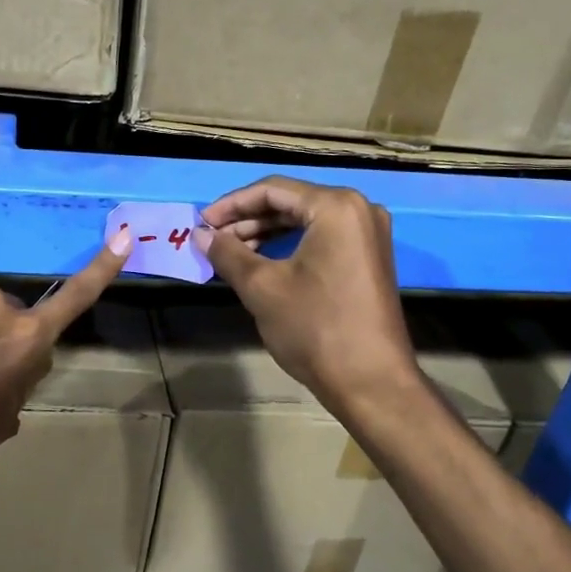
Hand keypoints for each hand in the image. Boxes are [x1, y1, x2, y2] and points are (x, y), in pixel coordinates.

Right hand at [200, 176, 418, 418]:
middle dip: (247, 219)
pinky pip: (322, 238)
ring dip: (266, 233)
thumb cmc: (314, 327)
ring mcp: (368, 234)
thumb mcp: (262, 287)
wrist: (370, 381)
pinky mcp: (369, 258)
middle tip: (213, 239)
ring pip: (305, 221)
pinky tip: (262, 261)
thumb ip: (228, 253)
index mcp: (335, 206)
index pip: (272, 190)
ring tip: (231, 252)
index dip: (231, 205)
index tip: (201, 223)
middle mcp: (359, 209)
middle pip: (291, 202)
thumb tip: (200, 235)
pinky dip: (289, 246)